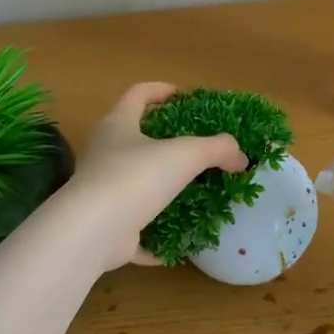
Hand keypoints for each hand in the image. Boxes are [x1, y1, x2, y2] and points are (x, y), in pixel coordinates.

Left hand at [66, 83, 247, 270]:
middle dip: (162, 142)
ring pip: (133, 186)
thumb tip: (240, 157)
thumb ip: (218, 149)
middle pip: (132, 139)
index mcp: (118, 126)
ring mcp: (101, 193)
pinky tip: (178, 242)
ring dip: (160, 191)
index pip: (137, 95)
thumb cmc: (136, 177)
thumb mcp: (187, 154)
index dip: (159, 91)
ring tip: (193, 194)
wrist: (93, 231)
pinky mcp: (104, 227)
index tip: (180, 95)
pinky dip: (155, 236)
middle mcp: (104, 155)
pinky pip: (134, 230)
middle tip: (193, 147)